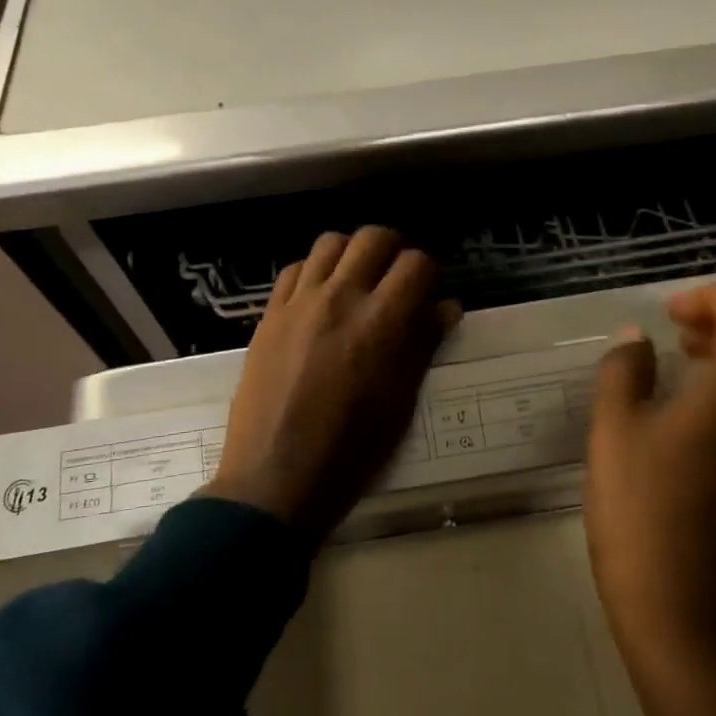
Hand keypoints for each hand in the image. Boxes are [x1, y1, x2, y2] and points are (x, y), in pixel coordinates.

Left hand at [204, 228, 457, 541]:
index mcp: (381, 322)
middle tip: (396, 278)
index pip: (416, 263)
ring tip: (357, 281)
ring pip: (330, 243)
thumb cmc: (351, 450)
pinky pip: (294, 269)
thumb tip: (446, 307)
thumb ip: (423, 345)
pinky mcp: (269, 315)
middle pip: (373, 238)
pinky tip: (320, 296)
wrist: (275, 477)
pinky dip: (314, 271)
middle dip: (394, 250)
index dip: (429, 272)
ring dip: (352, 254)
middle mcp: (340, 298)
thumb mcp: (400, 402)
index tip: (427, 292)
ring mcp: (299, 303)